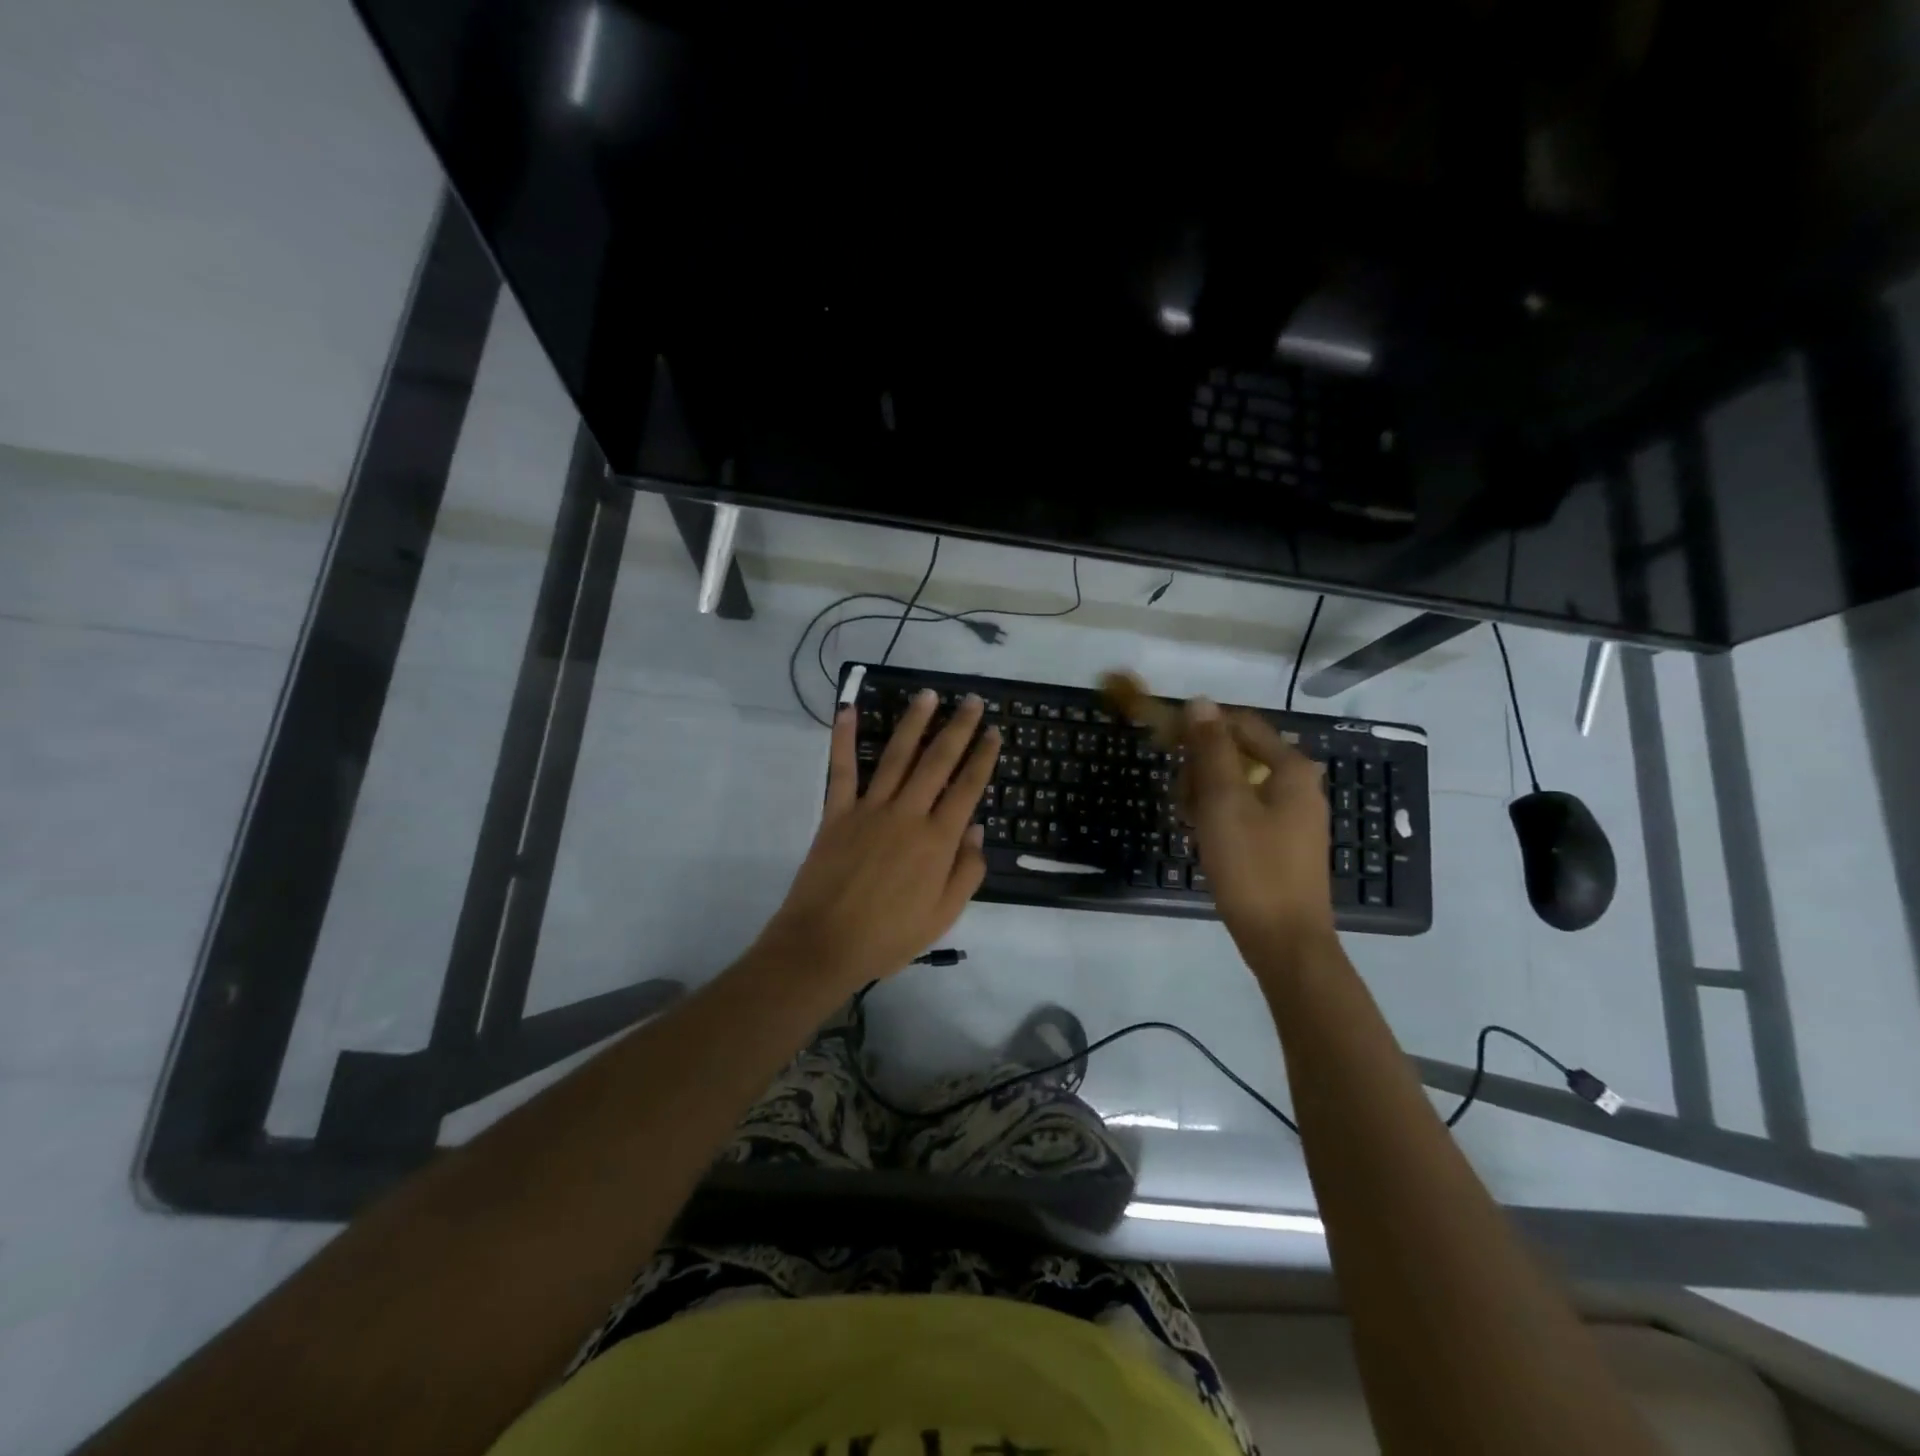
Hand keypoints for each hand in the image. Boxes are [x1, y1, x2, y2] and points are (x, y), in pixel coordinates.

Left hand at [752, 689, 999, 993]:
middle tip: (971, 700)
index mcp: (937, 840)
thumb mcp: (944, 915)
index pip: (968, 788)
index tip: (993, 731)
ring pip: (896, 756)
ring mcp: (870, 809)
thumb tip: (977, 828)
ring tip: (928, 695)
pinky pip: (842, 769)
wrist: (825, 945)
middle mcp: (908, 814)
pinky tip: (848, 710)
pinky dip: (844, 739)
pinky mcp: (836, 813)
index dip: (983, 757)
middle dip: (958, 728)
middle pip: (937, 761)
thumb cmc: (889, 936)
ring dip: (914, 722)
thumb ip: (966, 870)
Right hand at [1179, 697, 1334, 958]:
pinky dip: (1222, 815)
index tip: (1166, 742)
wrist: (1285, 941)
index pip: (1242, 724)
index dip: (1201, 726)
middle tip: (1180, 796)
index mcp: (1291, 769)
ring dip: (1208, 793)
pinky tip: (1204, 837)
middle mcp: (1300, 785)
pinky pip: (1247, 811)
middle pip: (1241, 754)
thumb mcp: (1223, 803)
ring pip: (1241, 785)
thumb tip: (1200, 702)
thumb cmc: (1252, 867)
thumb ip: (1211, 750)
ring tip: (1188, 820)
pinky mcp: (1285, 843)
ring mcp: (1295, 816)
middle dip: (1203, 767)